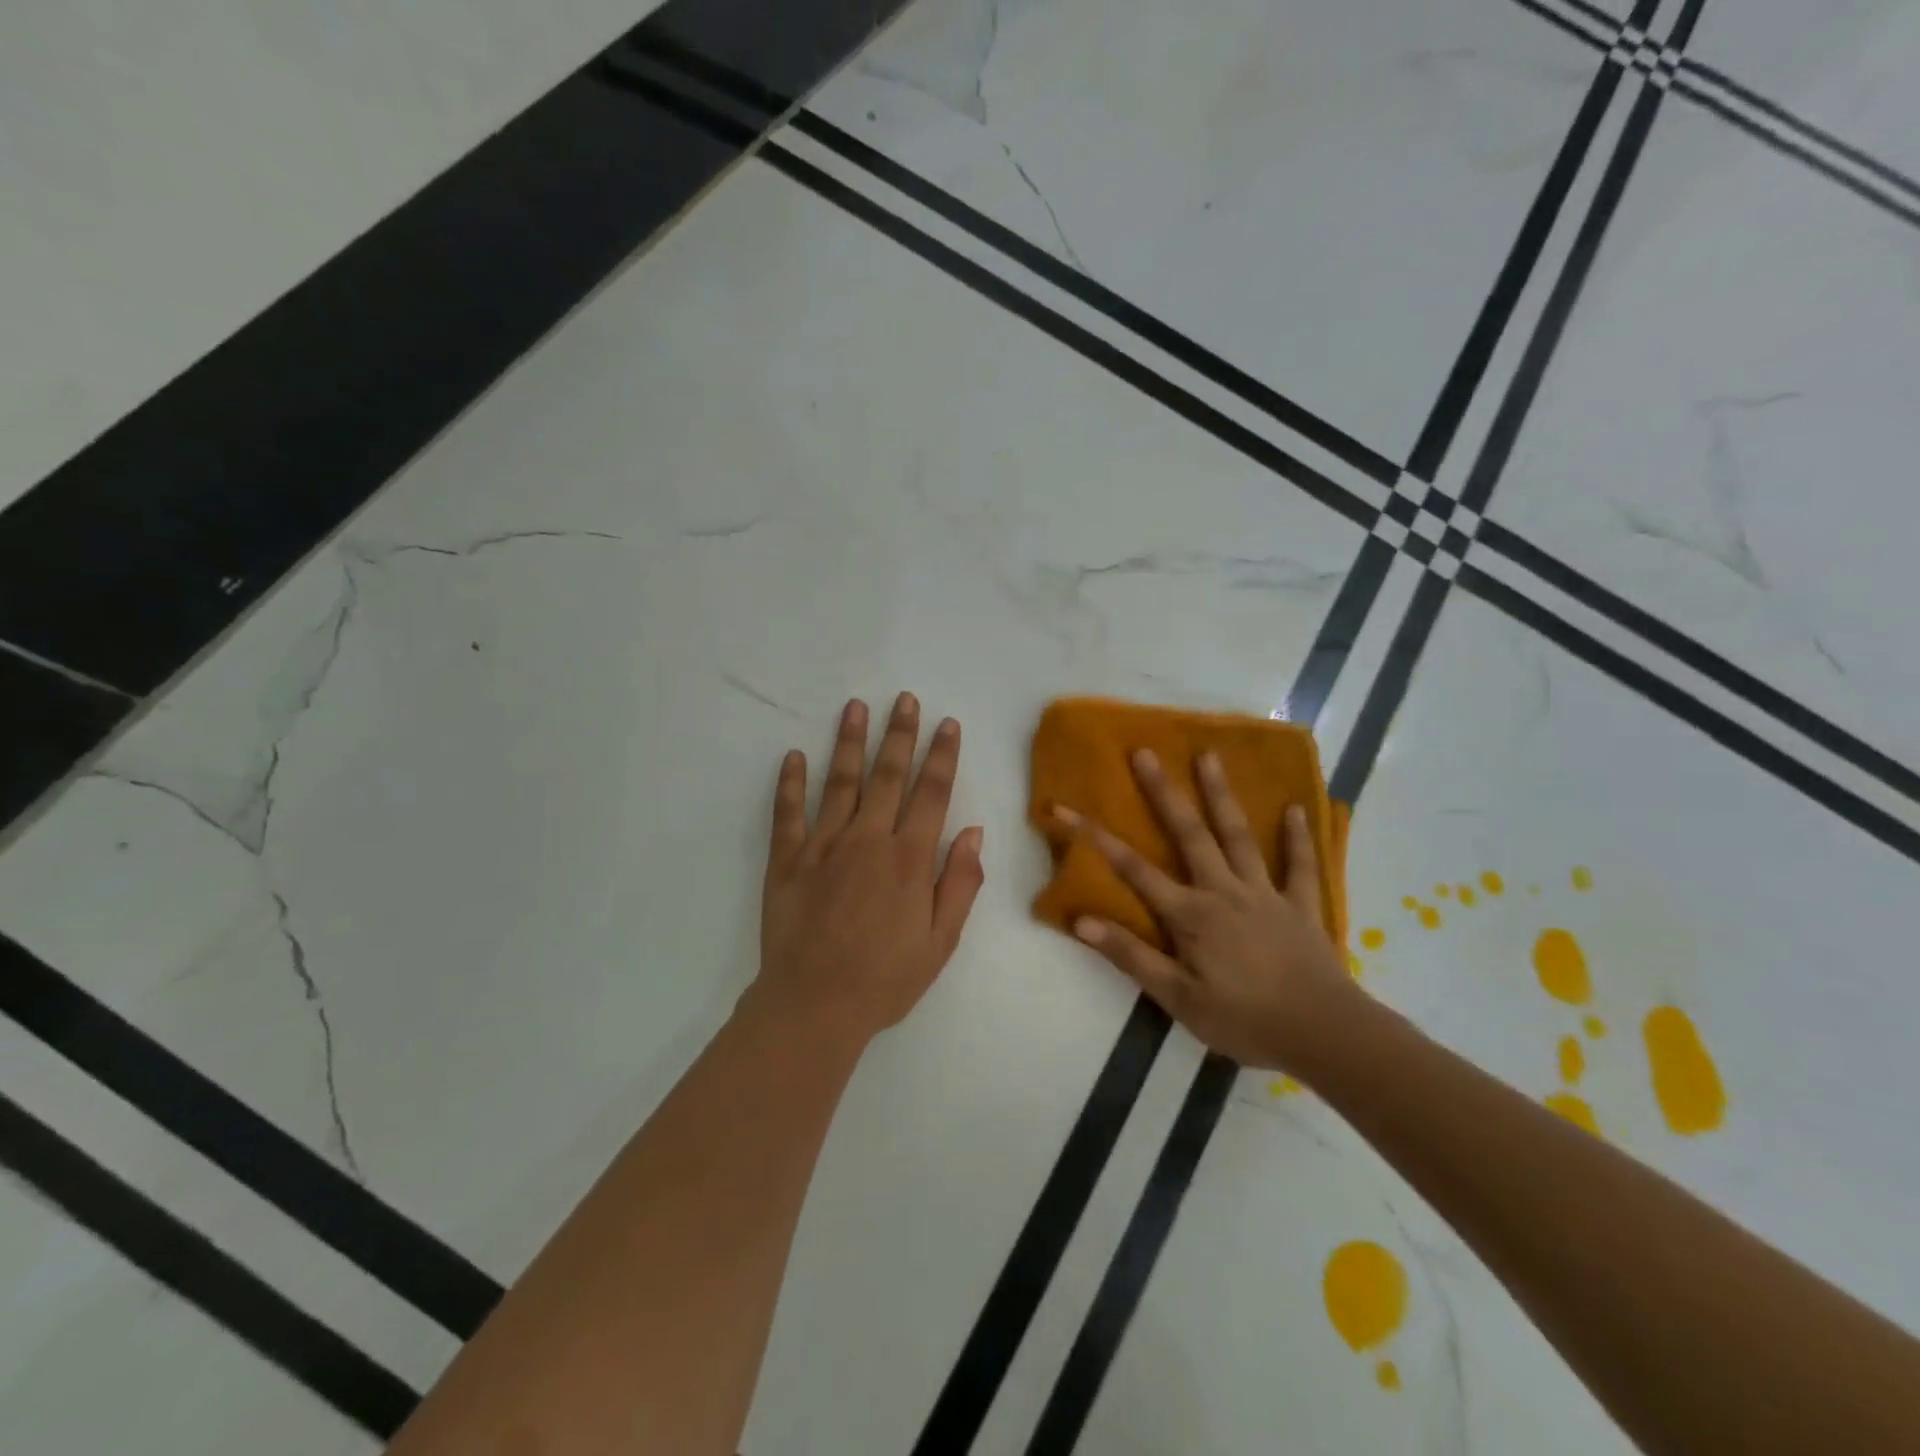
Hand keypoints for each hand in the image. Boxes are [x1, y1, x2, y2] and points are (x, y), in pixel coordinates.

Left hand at [753, 693, 985, 1043]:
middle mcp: (868, 839)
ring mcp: (823, 845)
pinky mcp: (787, 860)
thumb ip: (960, 883)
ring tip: (855, 707)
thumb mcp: (941, 941)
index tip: (947, 722)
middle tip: (904, 699)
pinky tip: (793, 756)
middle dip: (900, 734)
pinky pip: (788, 813)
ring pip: (839, 782)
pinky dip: (790, 783)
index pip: (932, 793)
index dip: (942, 755)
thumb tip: (974, 831)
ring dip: (849, 742)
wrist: (814, 1006)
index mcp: (909, 859)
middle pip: (888, 775)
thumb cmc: (885, 979)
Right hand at [1061, 749, 1357, 1071]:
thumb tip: (1082, 921)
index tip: (1066, 809)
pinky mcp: (1301, 907)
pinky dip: (1299, 838)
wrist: (1324, 1034)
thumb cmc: (1245, 1020)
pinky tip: (1297, 809)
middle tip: (1145, 753)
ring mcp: (1266, 894)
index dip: (1096, 838)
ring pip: (1239, 836)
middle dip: (1163, 793)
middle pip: (1189, 834)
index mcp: (1191, 915)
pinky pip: (1301, 866)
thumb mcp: (1178, 999)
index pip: (1133, 869)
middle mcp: (1224, 891)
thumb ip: (1131, 956)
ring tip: (1209, 756)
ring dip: (1222, 795)